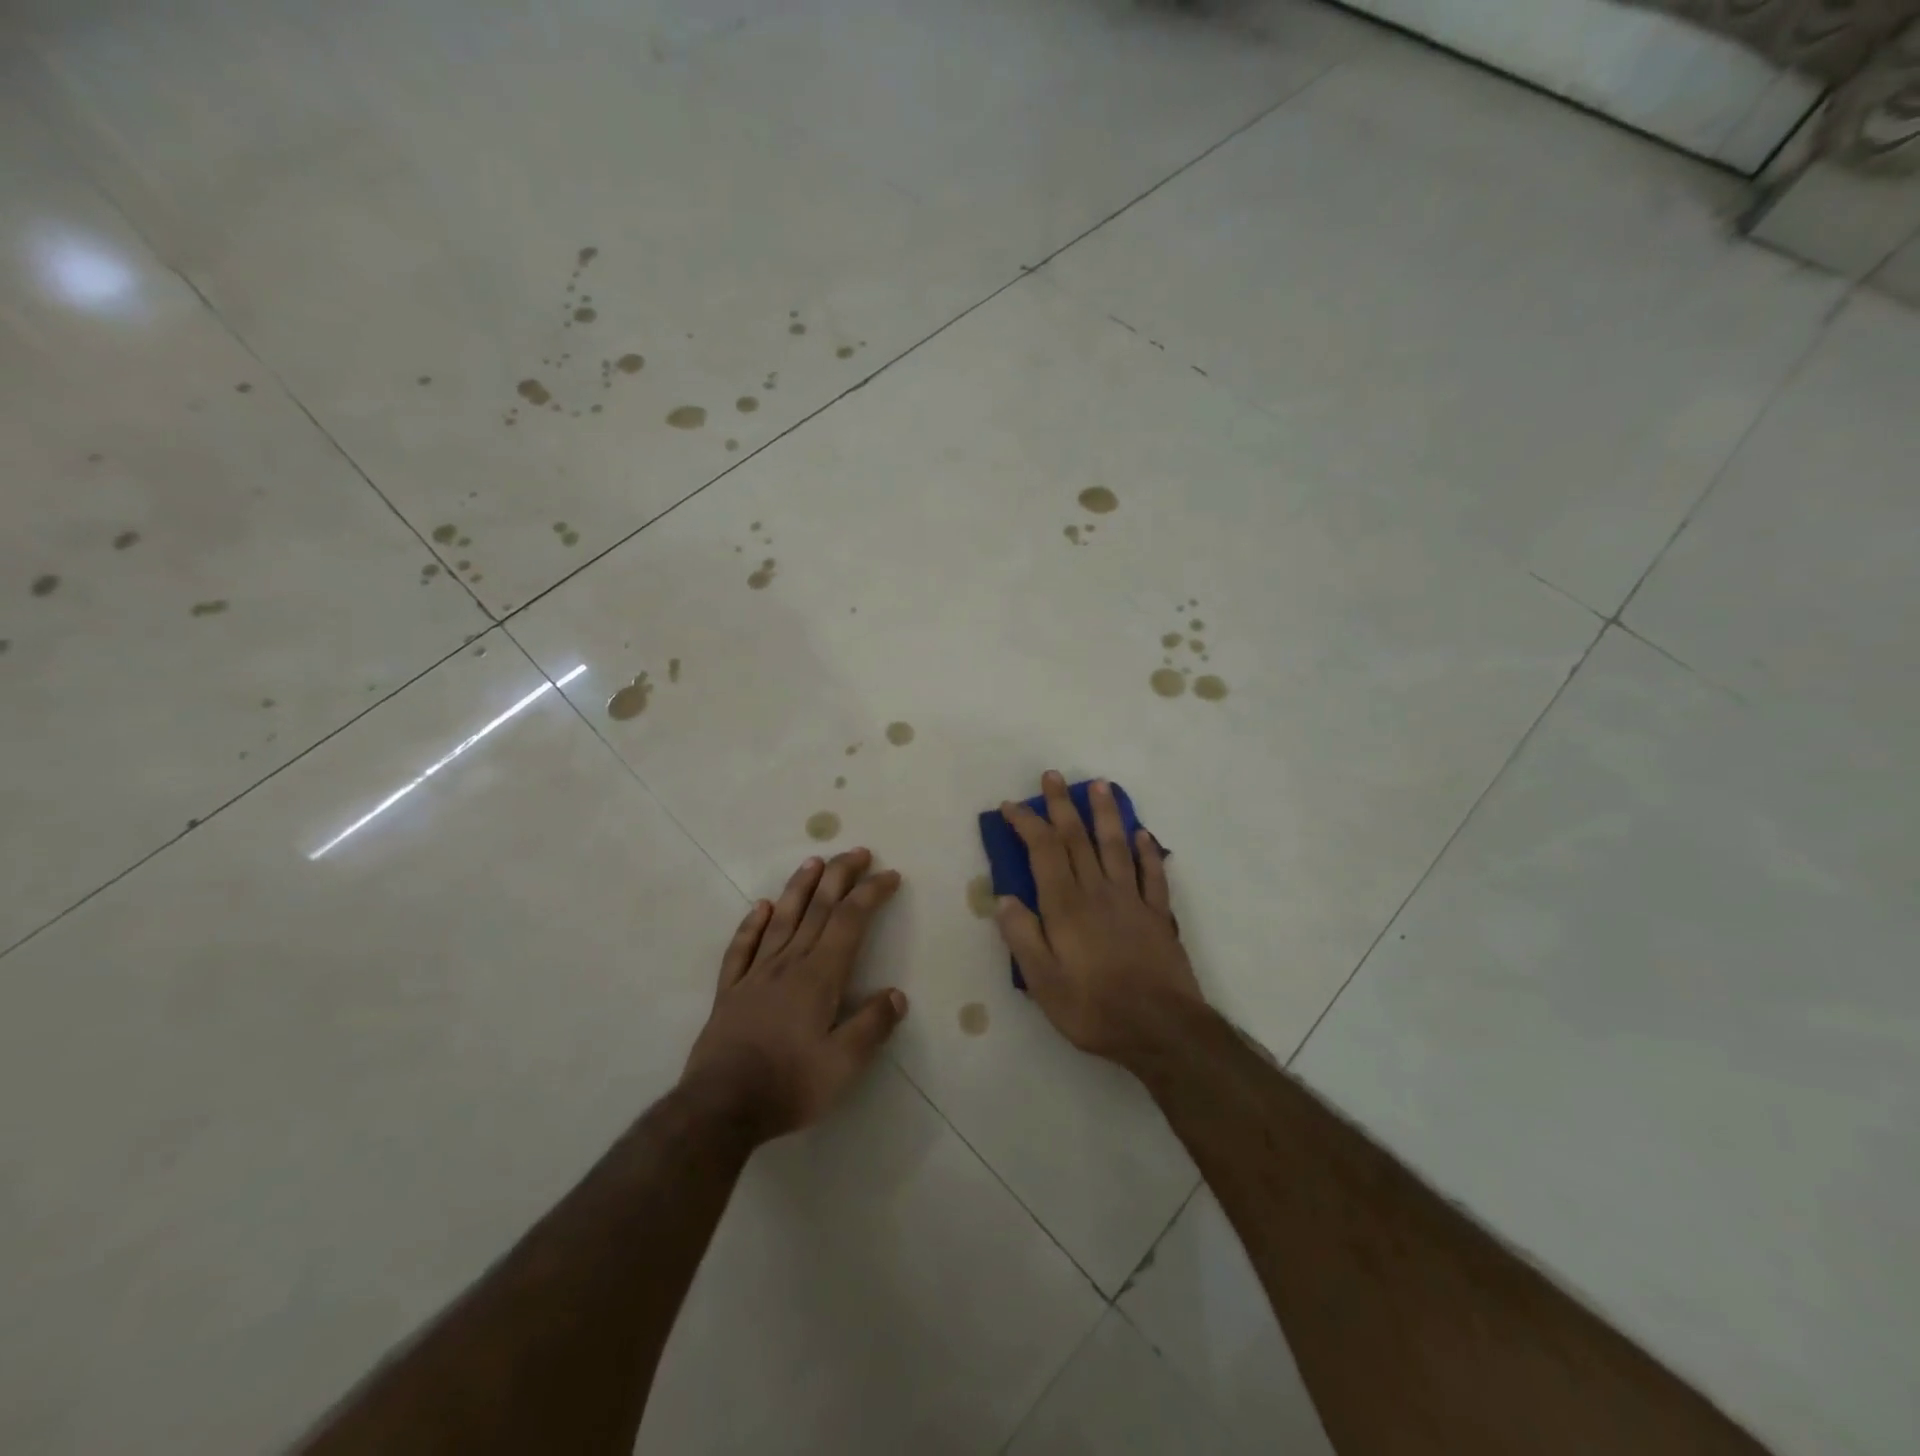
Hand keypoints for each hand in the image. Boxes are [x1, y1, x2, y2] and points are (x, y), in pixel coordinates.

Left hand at [682, 848, 907, 1143]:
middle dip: (840, 877)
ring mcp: (755, 975)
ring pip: (782, 919)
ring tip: (813, 862)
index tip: (889, 875)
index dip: (870, 893)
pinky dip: (753, 924)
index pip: (850, 921)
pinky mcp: (730, 992)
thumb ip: (872, 1026)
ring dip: (800, 888)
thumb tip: (896, 995)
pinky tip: (761, 908)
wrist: (719, 1107)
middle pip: (818, 909)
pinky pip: (742, 948)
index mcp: (819, 977)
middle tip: (857, 852)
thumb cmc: (788, 1085)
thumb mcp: (843, 1065)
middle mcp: (788, 964)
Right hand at [995, 772, 1202, 1071]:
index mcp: (1066, 906)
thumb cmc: (1094, 1009)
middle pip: (1078, 838)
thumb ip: (1022, 937)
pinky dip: (1147, 851)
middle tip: (1053, 776)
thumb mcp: (1043, 983)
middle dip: (1062, 805)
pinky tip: (1143, 834)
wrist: (1161, 1029)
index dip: (1027, 824)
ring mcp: (1132, 900)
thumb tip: (1004, 898)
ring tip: (1100, 785)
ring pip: (1116, 846)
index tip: (1012, 806)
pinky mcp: (1158, 915)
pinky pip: (1153, 874)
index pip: (1044, 851)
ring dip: (1106, 814)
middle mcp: (1098, 892)